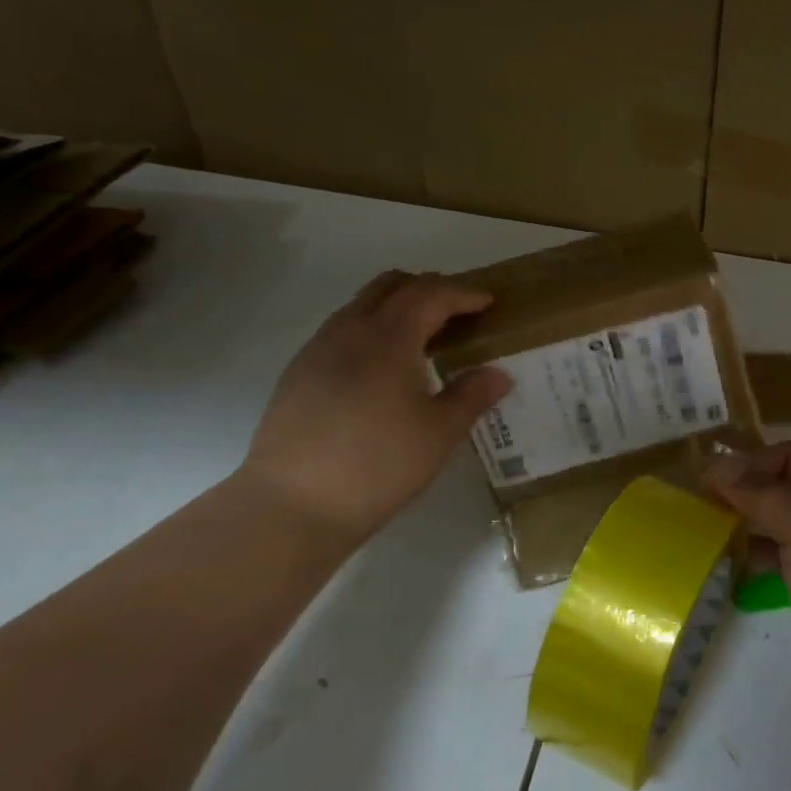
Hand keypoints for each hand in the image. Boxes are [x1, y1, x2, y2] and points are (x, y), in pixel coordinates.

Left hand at [234, 271, 509, 551]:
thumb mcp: (439, 433)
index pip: (431, 294)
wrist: (291, 505)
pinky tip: (381, 368)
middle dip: (428, 288)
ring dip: (396, 306)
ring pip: (361, 305)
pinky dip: (370, 330)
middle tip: (456, 311)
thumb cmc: (378, 464)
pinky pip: (341, 330)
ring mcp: (318, 349)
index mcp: (389, 337)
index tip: (488, 302)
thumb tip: (498, 374)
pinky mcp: (298, 373)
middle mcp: (350, 330)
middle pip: (391, 285)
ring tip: (422, 337)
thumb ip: (472, 395)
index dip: (463, 293)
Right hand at [703, 441, 790, 734]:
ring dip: (745, 524)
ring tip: (705, 530)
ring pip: (779, 526)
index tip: (711, 480)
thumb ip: (762, 493)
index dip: (754, 462)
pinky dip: (753, 557)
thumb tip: (717, 465)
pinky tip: (726, 563)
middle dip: (746, 491)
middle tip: (699, 502)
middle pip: (786, 489)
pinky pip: (778, 561)